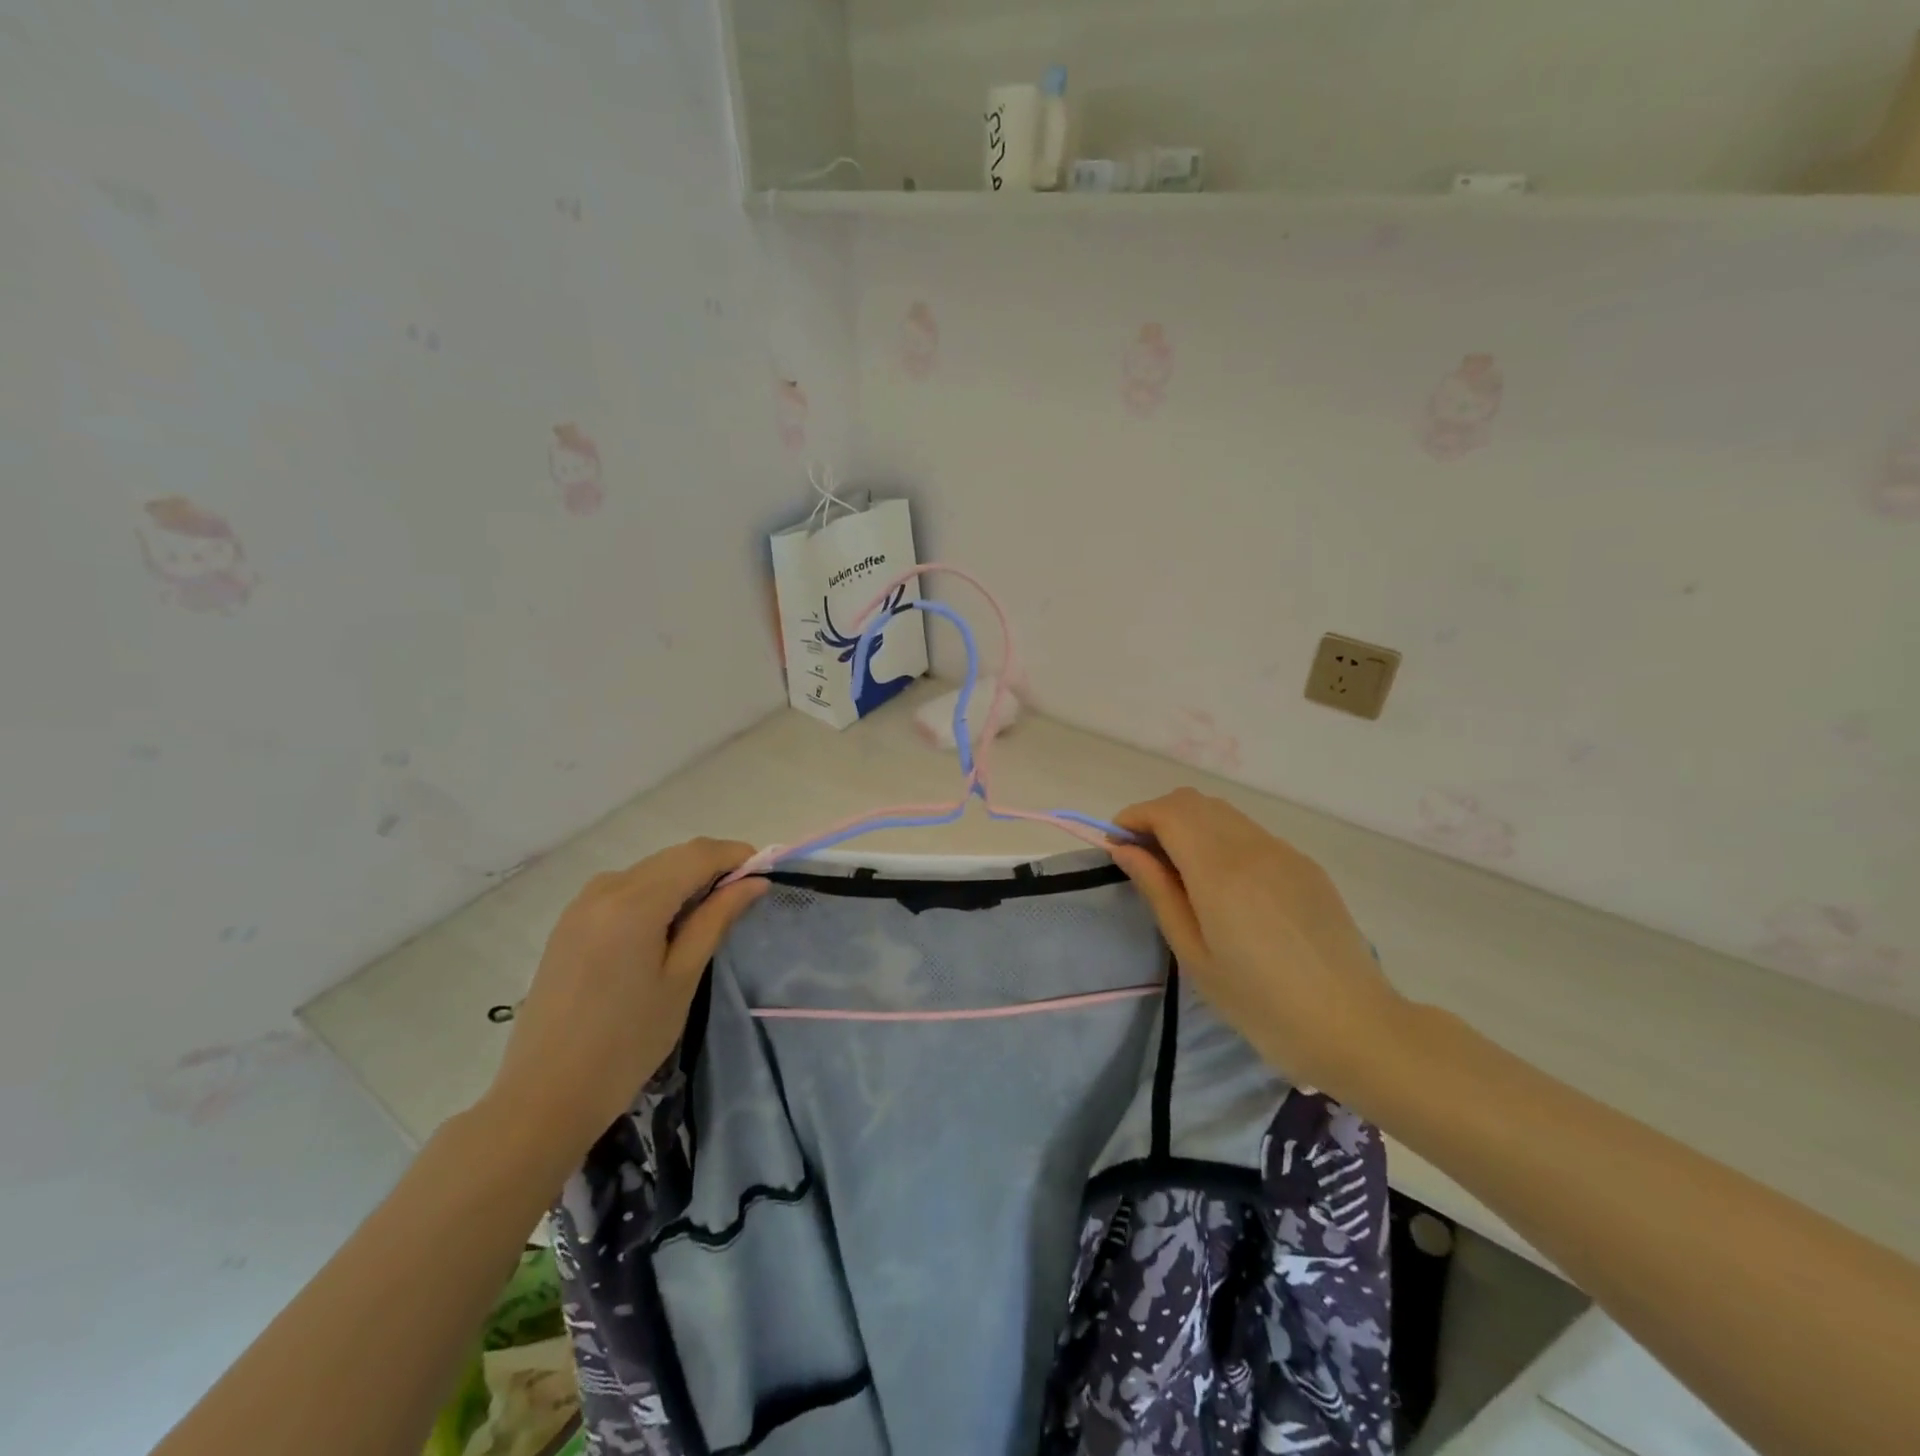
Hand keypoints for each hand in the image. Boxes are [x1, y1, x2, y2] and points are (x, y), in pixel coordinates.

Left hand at [484, 839, 766, 1156]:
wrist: (545, 1094)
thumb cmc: (627, 1042)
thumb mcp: (682, 978)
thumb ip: (717, 920)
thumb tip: (754, 882)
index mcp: (634, 902)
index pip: (698, 854)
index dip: (736, 856)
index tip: (765, 874)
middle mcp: (605, 889)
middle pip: (673, 857)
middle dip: (714, 866)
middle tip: (745, 897)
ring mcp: (581, 903)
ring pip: (650, 870)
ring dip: (685, 879)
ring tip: (710, 915)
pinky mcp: (570, 922)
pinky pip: (625, 888)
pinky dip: (656, 893)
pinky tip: (668, 926)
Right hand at [1110, 789, 1405, 1096]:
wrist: (1355, 1027)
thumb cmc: (1261, 1005)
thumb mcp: (1195, 955)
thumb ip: (1158, 892)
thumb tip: (1124, 849)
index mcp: (1221, 871)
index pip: (1168, 811)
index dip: (1135, 817)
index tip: (1118, 845)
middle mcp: (1253, 847)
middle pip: (1194, 801)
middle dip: (1159, 817)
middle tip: (1144, 860)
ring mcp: (1284, 852)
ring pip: (1223, 813)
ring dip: (1190, 826)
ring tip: (1180, 872)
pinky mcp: (1305, 865)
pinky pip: (1251, 834)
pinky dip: (1222, 840)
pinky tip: (1226, 887)